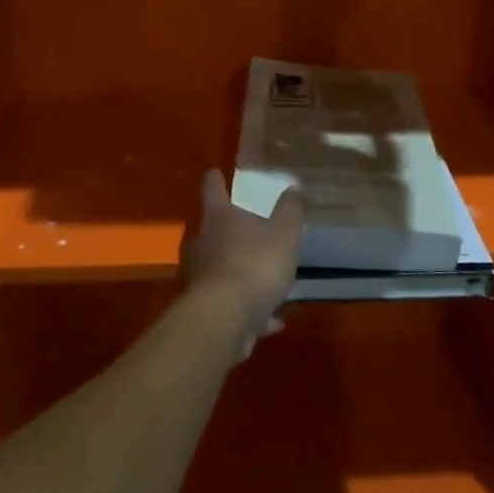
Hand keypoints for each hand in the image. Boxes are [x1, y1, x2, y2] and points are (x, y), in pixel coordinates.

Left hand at [182, 170, 304, 358]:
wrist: (224, 319)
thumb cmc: (254, 264)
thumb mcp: (283, 234)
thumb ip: (290, 211)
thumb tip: (294, 187)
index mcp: (219, 218)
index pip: (213, 189)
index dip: (215, 179)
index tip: (214, 171)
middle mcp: (201, 243)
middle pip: (212, 230)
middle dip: (228, 231)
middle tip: (248, 231)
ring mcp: (199, 277)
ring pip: (221, 268)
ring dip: (242, 273)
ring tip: (268, 283)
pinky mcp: (204, 309)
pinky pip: (230, 303)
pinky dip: (249, 308)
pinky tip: (271, 321)